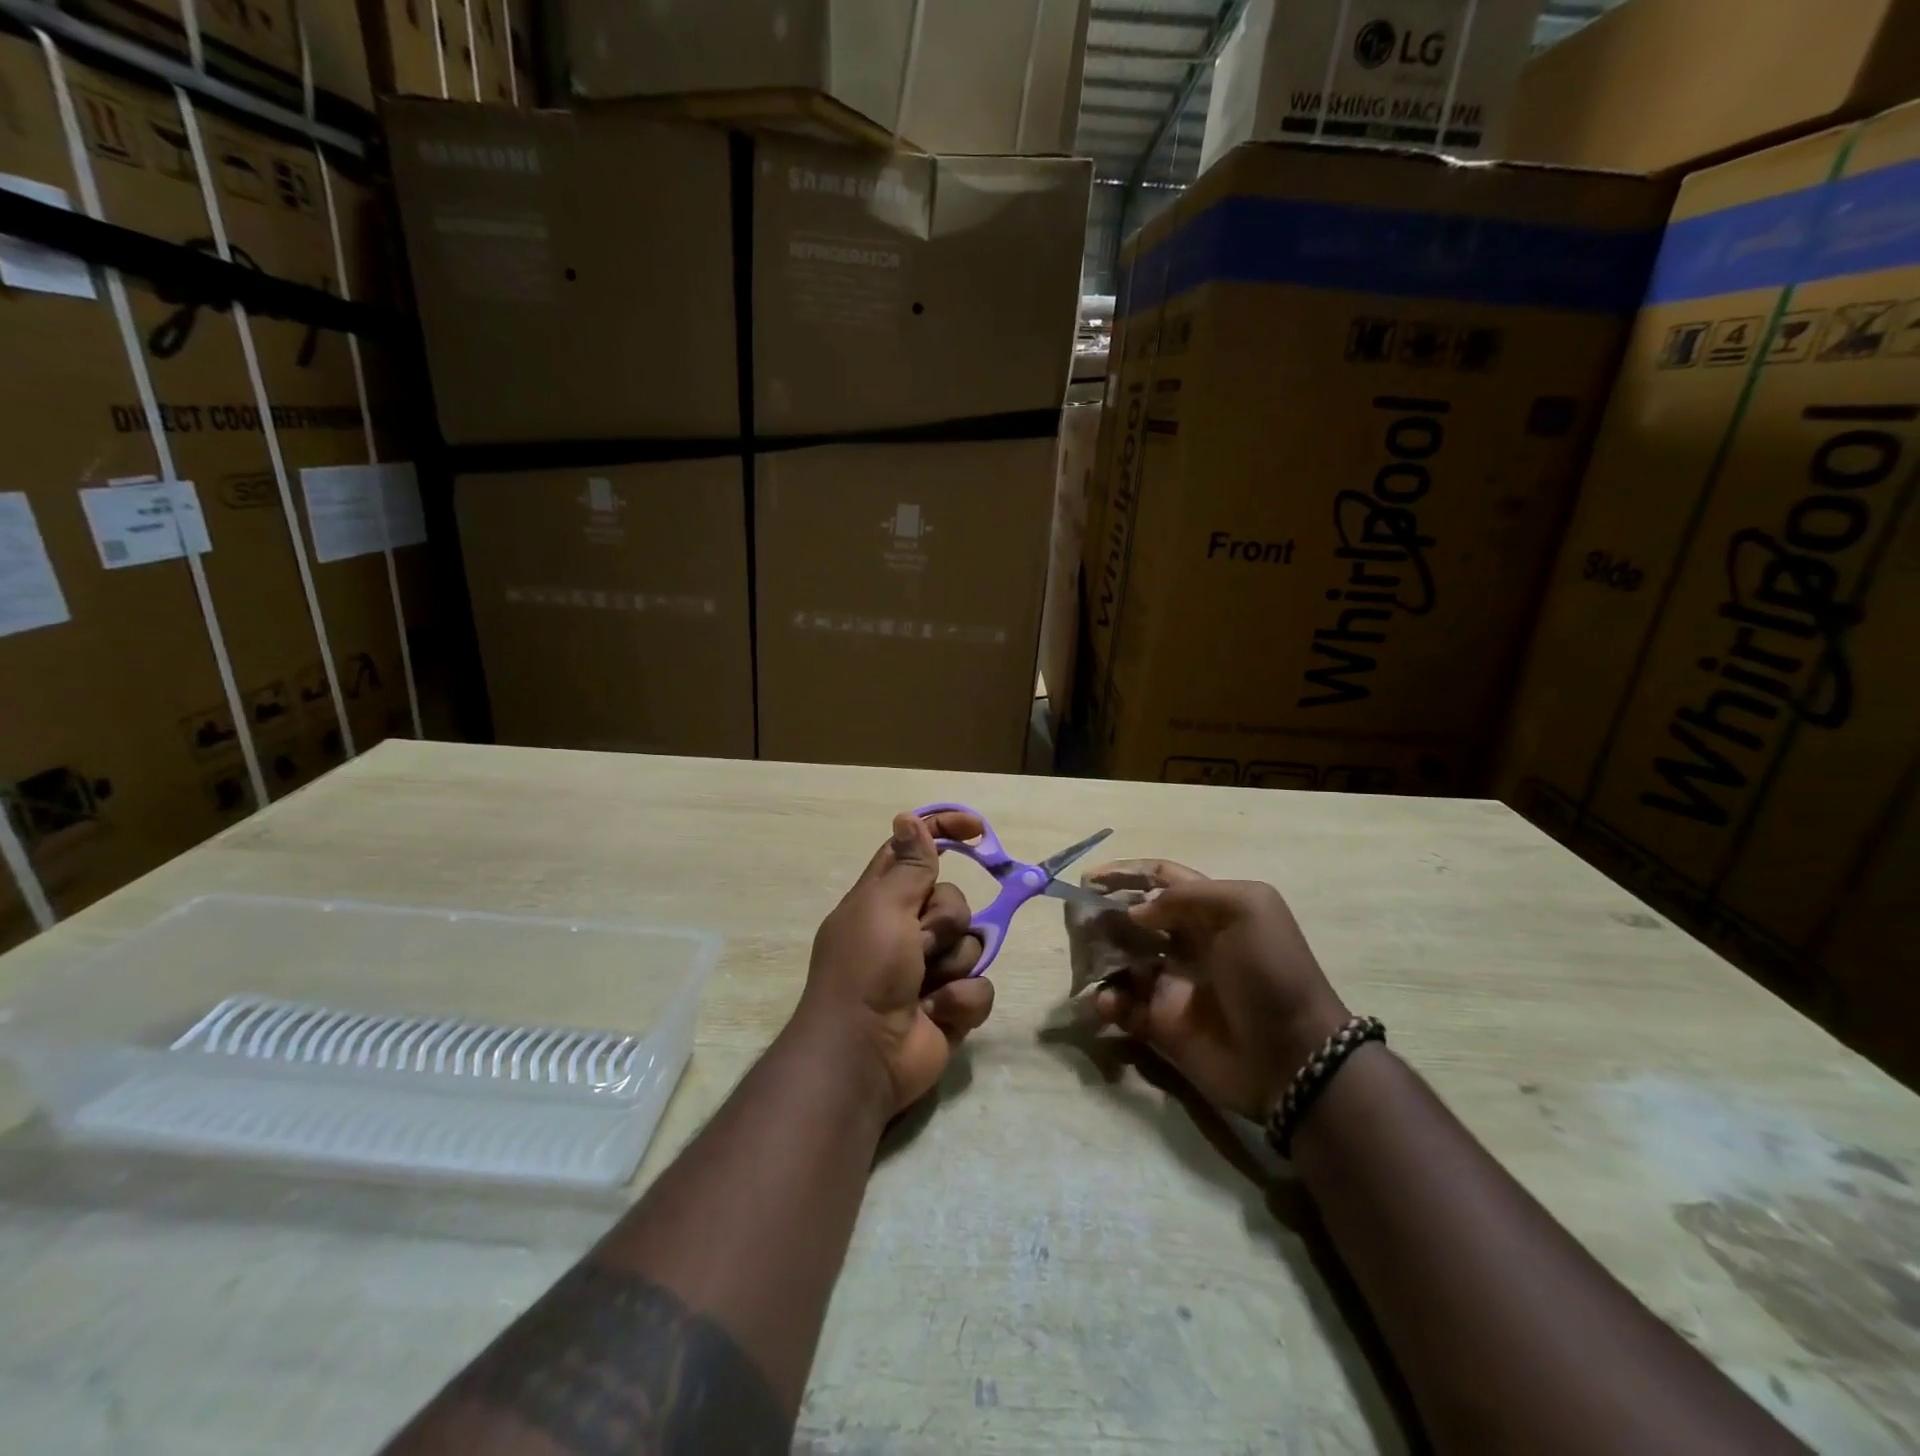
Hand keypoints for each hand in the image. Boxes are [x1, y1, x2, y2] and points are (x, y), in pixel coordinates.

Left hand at [803, 810, 995, 1114]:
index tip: (978, 830)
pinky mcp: (949, 1005)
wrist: (863, 1057)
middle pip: (952, 901)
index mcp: (882, 900)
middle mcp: (905, 930)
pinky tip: (938, 1013)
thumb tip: (908, 817)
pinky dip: (961, 1000)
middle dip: (944, 922)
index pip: (915, 850)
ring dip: (952, 965)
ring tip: (926, 987)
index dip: (944, 832)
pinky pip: (979, 987)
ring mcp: (929, 970)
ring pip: (971, 944)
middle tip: (919, 942)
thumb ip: (908, 865)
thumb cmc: (865, 971)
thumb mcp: (883, 908)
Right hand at [1091, 862, 1348, 1120]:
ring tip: (1088, 960)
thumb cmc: (1270, 973)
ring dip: (1099, 956)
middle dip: (1104, 914)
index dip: (1125, 872)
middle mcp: (1187, 943)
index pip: (1160, 879)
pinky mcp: (1161, 1024)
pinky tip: (1108, 1002)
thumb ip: (1187, 897)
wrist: (1293, 1057)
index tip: (1089, 879)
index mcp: (1209, 911)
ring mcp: (1172, 984)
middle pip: (1133, 918)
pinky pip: (1123, 1007)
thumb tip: (1137, 911)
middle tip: (1078, 921)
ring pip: (1121, 960)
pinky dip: (1108, 1002)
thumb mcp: (1246, 910)